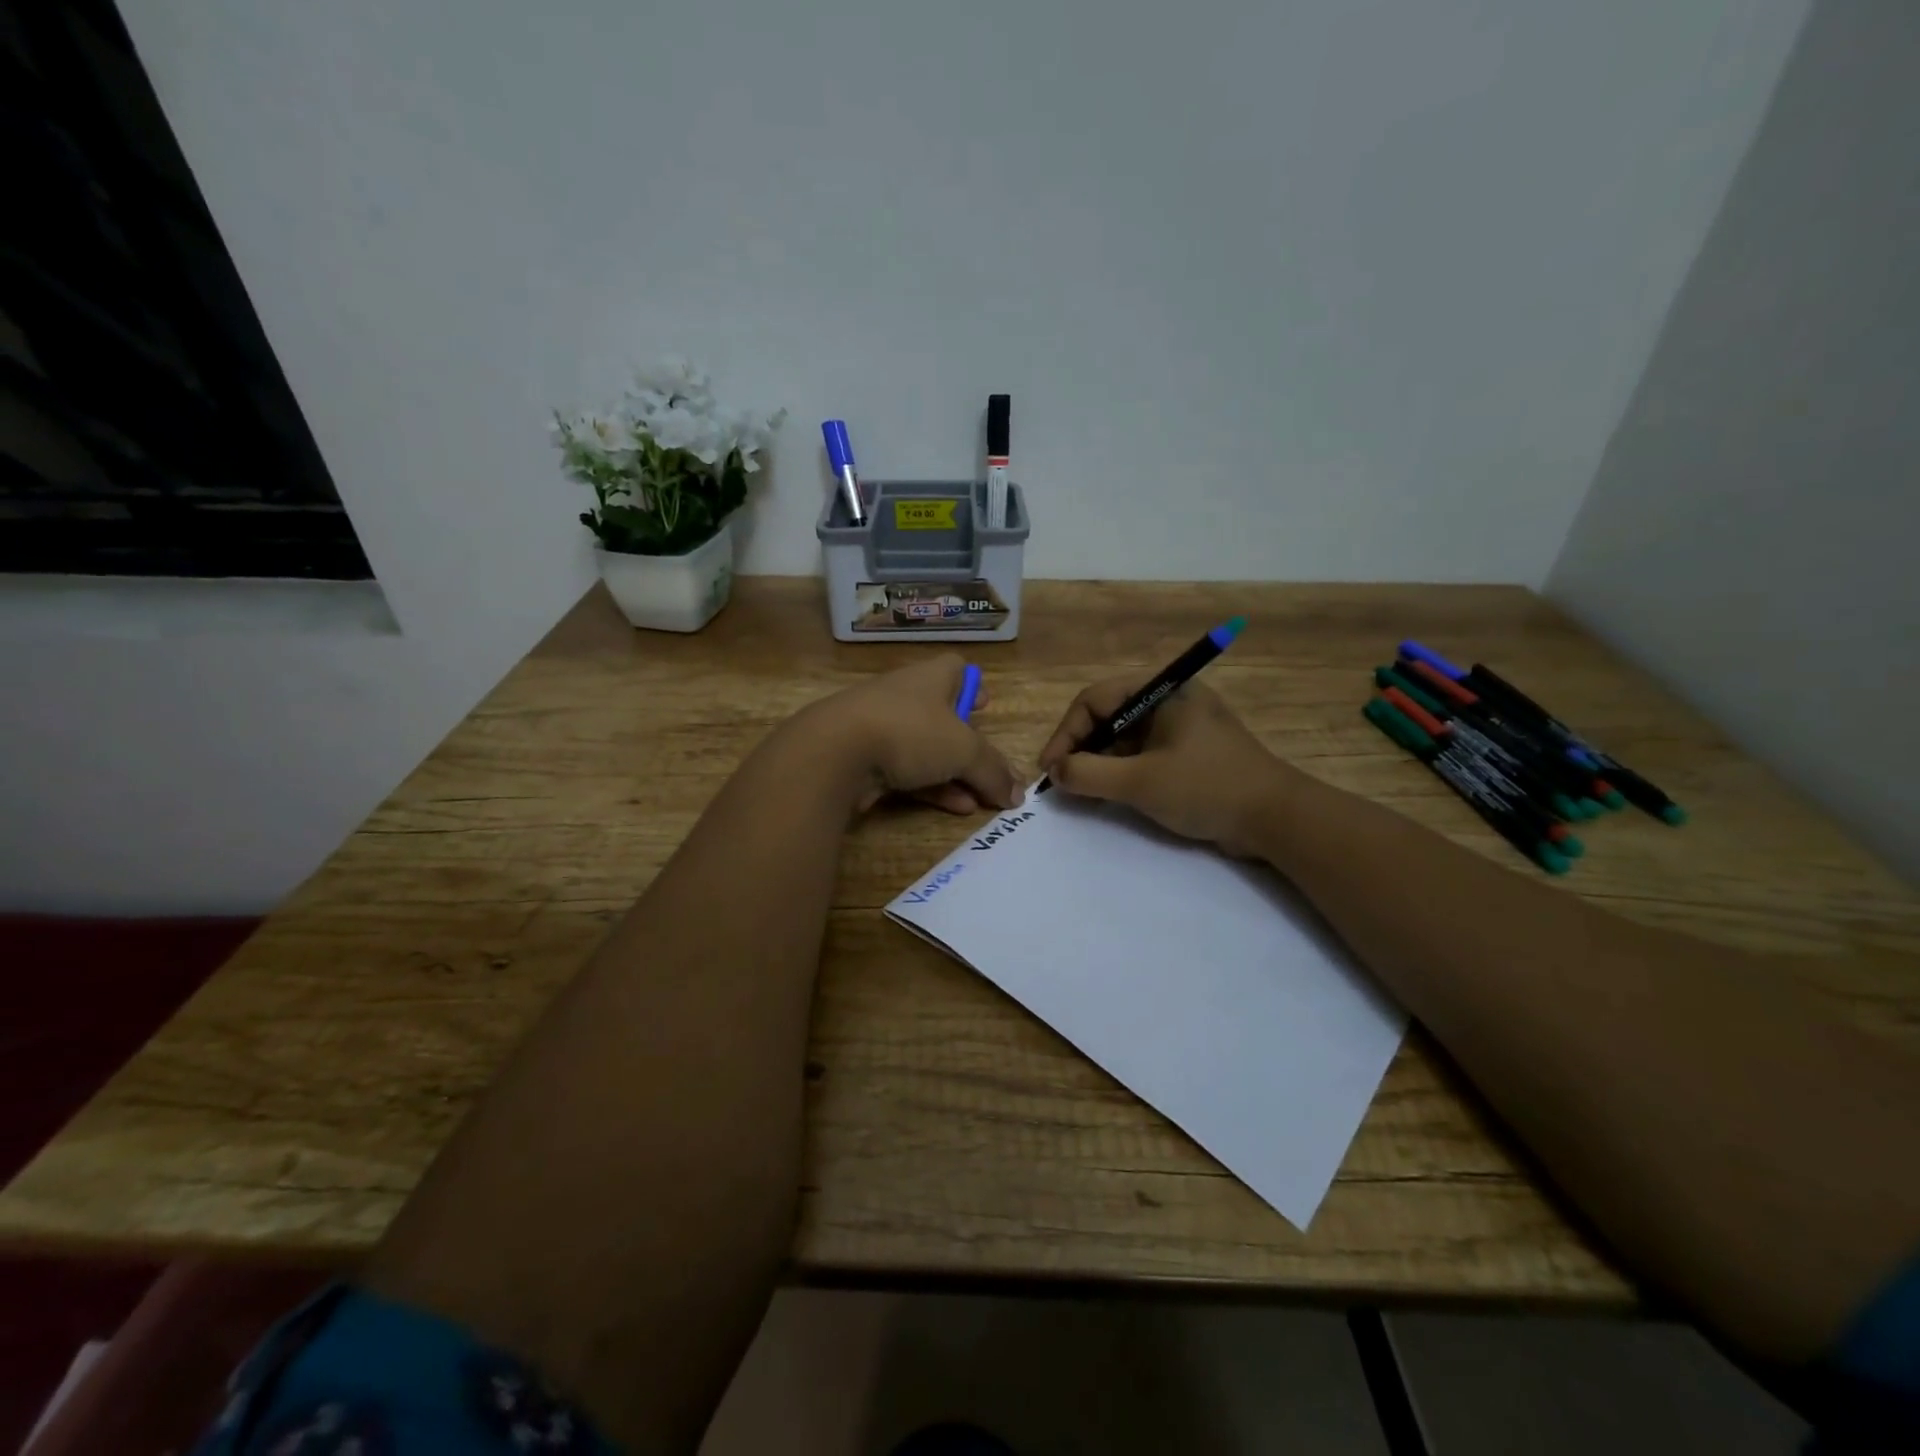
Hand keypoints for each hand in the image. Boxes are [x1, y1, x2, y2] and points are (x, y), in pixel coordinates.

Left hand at [798, 655, 1021, 816]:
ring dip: (954, 774)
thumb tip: (1018, 794)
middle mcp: (905, 697)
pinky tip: (956, 809)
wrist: (835, 752)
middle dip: (967, 742)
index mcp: (930, 678)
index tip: (986, 708)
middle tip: (988, 767)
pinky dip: (931, 789)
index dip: (973, 685)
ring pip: (925, 750)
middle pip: (942, 714)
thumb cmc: (910, 732)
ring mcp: (880, 729)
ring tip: (981, 800)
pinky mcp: (864, 760)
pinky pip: (906, 774)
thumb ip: (994, 771)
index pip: (955, 668)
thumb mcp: (965, 750)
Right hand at [1037, 677, 1295, 856]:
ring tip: (1082, 792)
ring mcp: (1182, 727)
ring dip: (1099, 762)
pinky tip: (1109, 794)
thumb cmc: (1206, 788)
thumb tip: (1055, 772)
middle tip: (1063, 782)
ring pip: (1124, 738)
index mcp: (1162, 691)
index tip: (1050, 769)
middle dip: (1081, 748)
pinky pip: (1143, 754)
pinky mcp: (1190, 752)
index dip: (1066, 734)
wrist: (1277, 818)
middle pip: (1108, 716)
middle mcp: (1170, 700)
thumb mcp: (1139, 782)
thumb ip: (1089, 774)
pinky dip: (1122, 771)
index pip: (1095, 700)